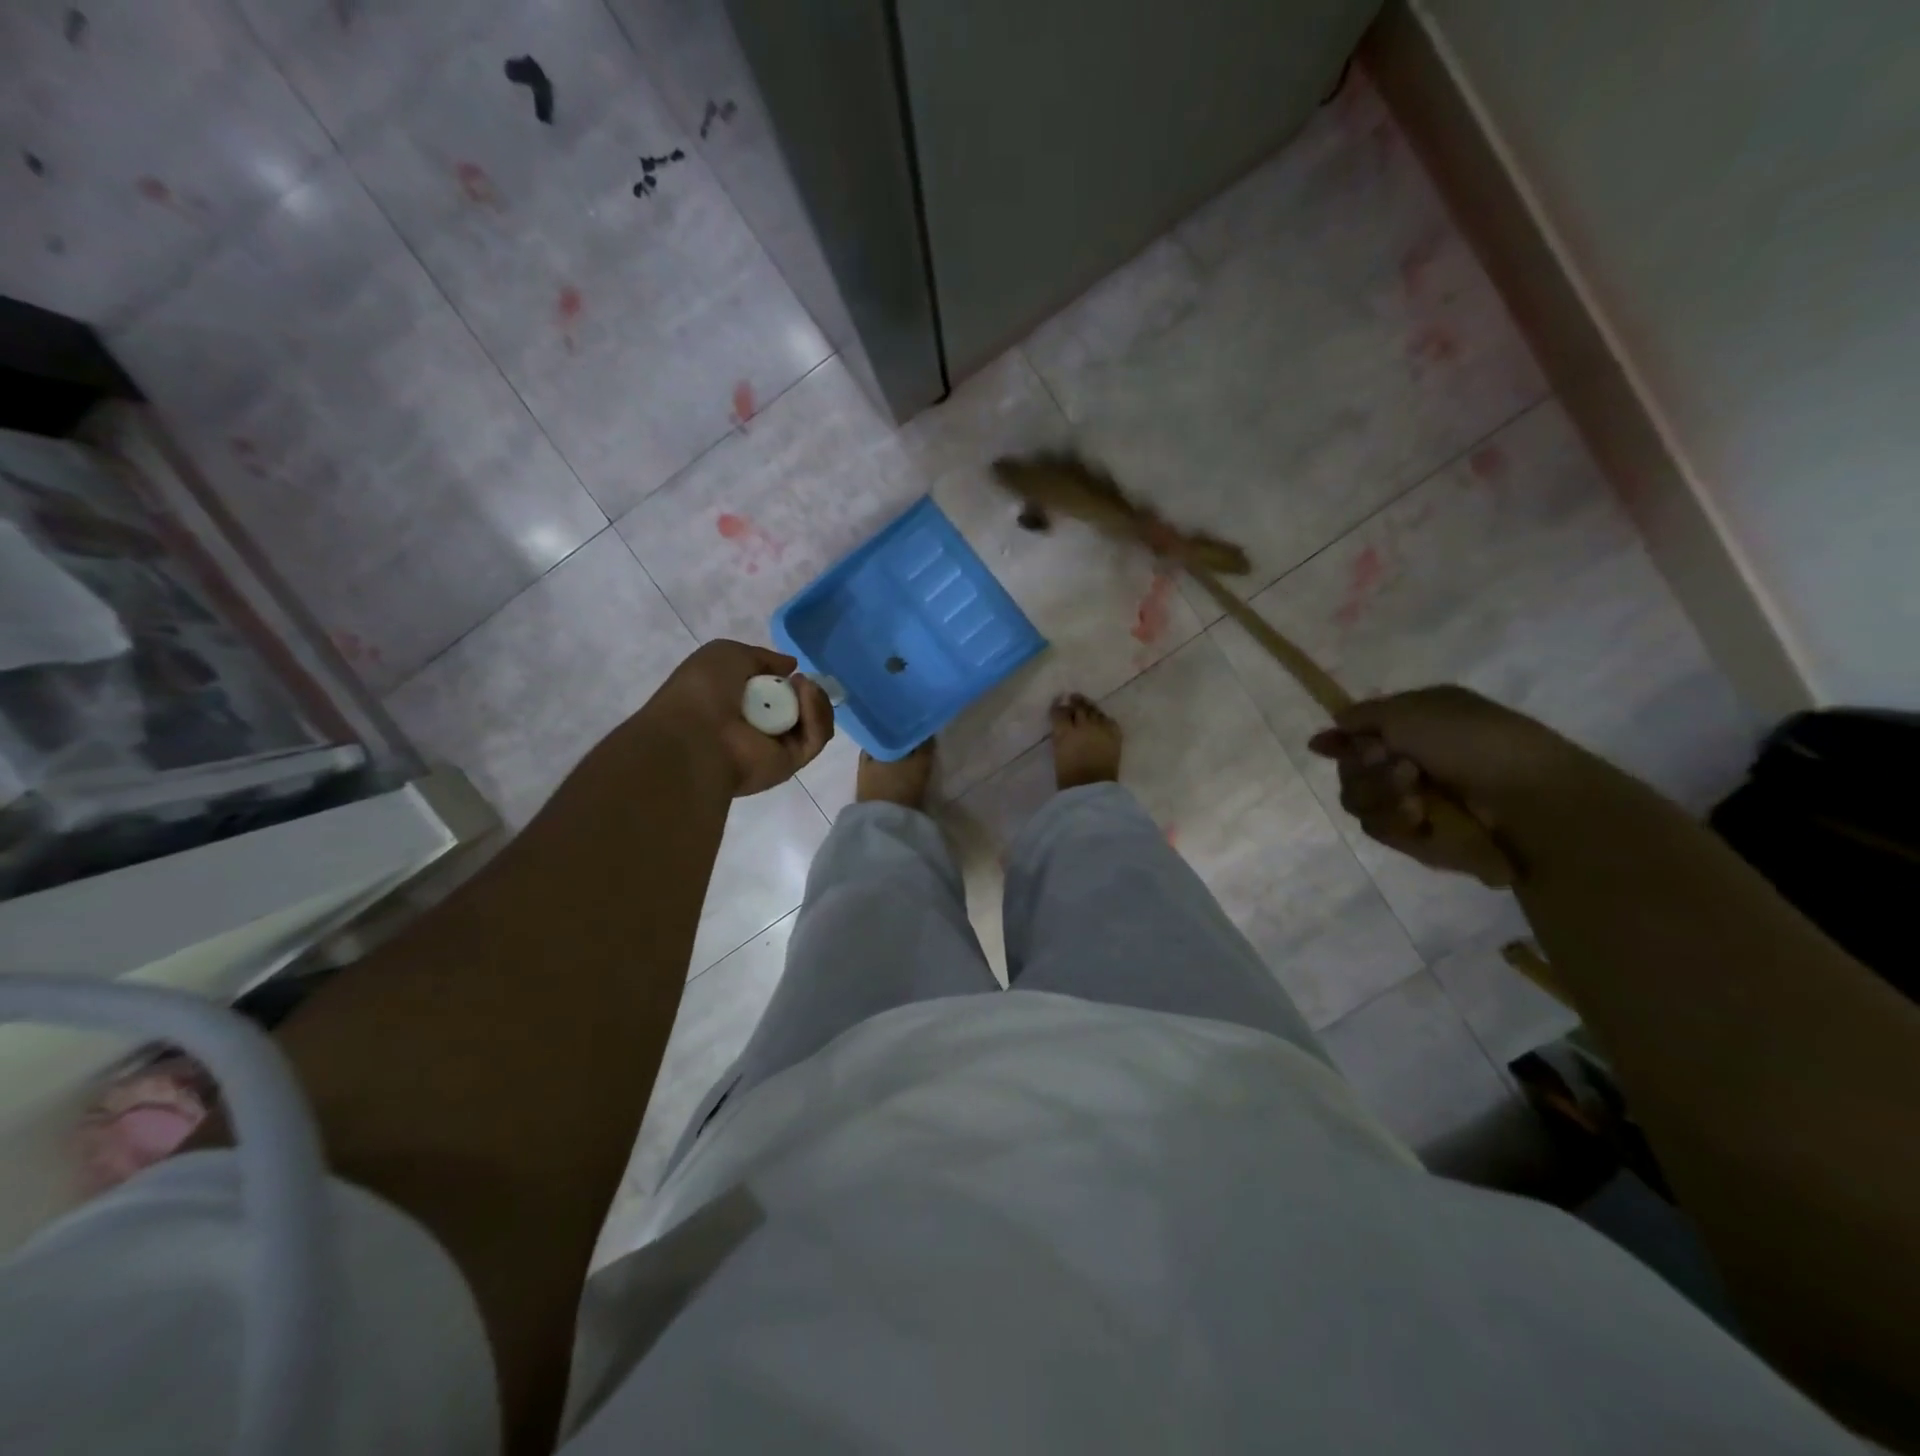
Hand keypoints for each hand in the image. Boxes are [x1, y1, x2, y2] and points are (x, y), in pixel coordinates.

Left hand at [642, 641, 834, 797]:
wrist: (695, 734)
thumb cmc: (702, 690)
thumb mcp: (727, 654)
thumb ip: (762, 657)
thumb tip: (791, 666)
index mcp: (738, 707)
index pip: (775, 696)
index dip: (787, 681)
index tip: (791, 671)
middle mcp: (758, 729)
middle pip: (801, 710)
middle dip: (808, 691)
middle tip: (802, 680)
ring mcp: (776, 748)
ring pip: (813, 724)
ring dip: (815, 700)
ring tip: (804, 685)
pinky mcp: (791, 764)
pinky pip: (814, 738)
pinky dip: (816, 715)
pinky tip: (806, 695)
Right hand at [1308, 686, 1587, 884]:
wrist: (1529, 800)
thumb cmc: (1475, 742)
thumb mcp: (1412, 710)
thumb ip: (1361, 717)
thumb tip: (1327, 731)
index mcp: (1414, 727)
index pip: (1356, 736)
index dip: (1339, 742)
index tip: (1325, 747)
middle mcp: (1409, 763)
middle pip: (1349, 770)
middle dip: (1365, 770)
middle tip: (1400, 768)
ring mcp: (1413, 802)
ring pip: (1358, 801)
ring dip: (1381, 796)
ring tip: (1416, 799)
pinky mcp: (1418, 838)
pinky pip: (1381, 830)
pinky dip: (1397, 823)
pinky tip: (1422, 820)